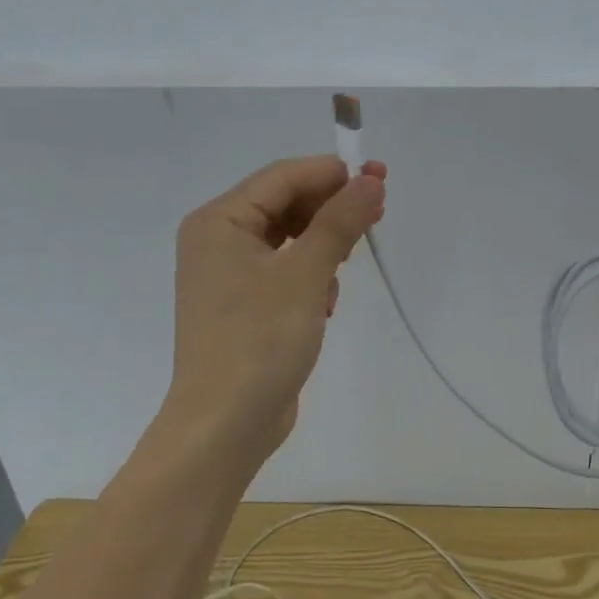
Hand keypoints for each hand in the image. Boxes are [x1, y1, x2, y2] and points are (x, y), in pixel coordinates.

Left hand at [162, 155, 386, 471]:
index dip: (332, 173)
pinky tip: (326, 302)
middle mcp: (218, 240)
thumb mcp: (306, 274)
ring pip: (288, 238)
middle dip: (331, 208)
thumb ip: (339, 222)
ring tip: (349, 262)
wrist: (225, 425)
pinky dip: (310, 276)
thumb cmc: (260, 340)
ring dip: (323, 244)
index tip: (379, 178)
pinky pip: (284, 271)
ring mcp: (228, 276)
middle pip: (284, 204)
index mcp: (220, 221)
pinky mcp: (244, 306)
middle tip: (377, 214)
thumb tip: (370, 181)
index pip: (282, 177)